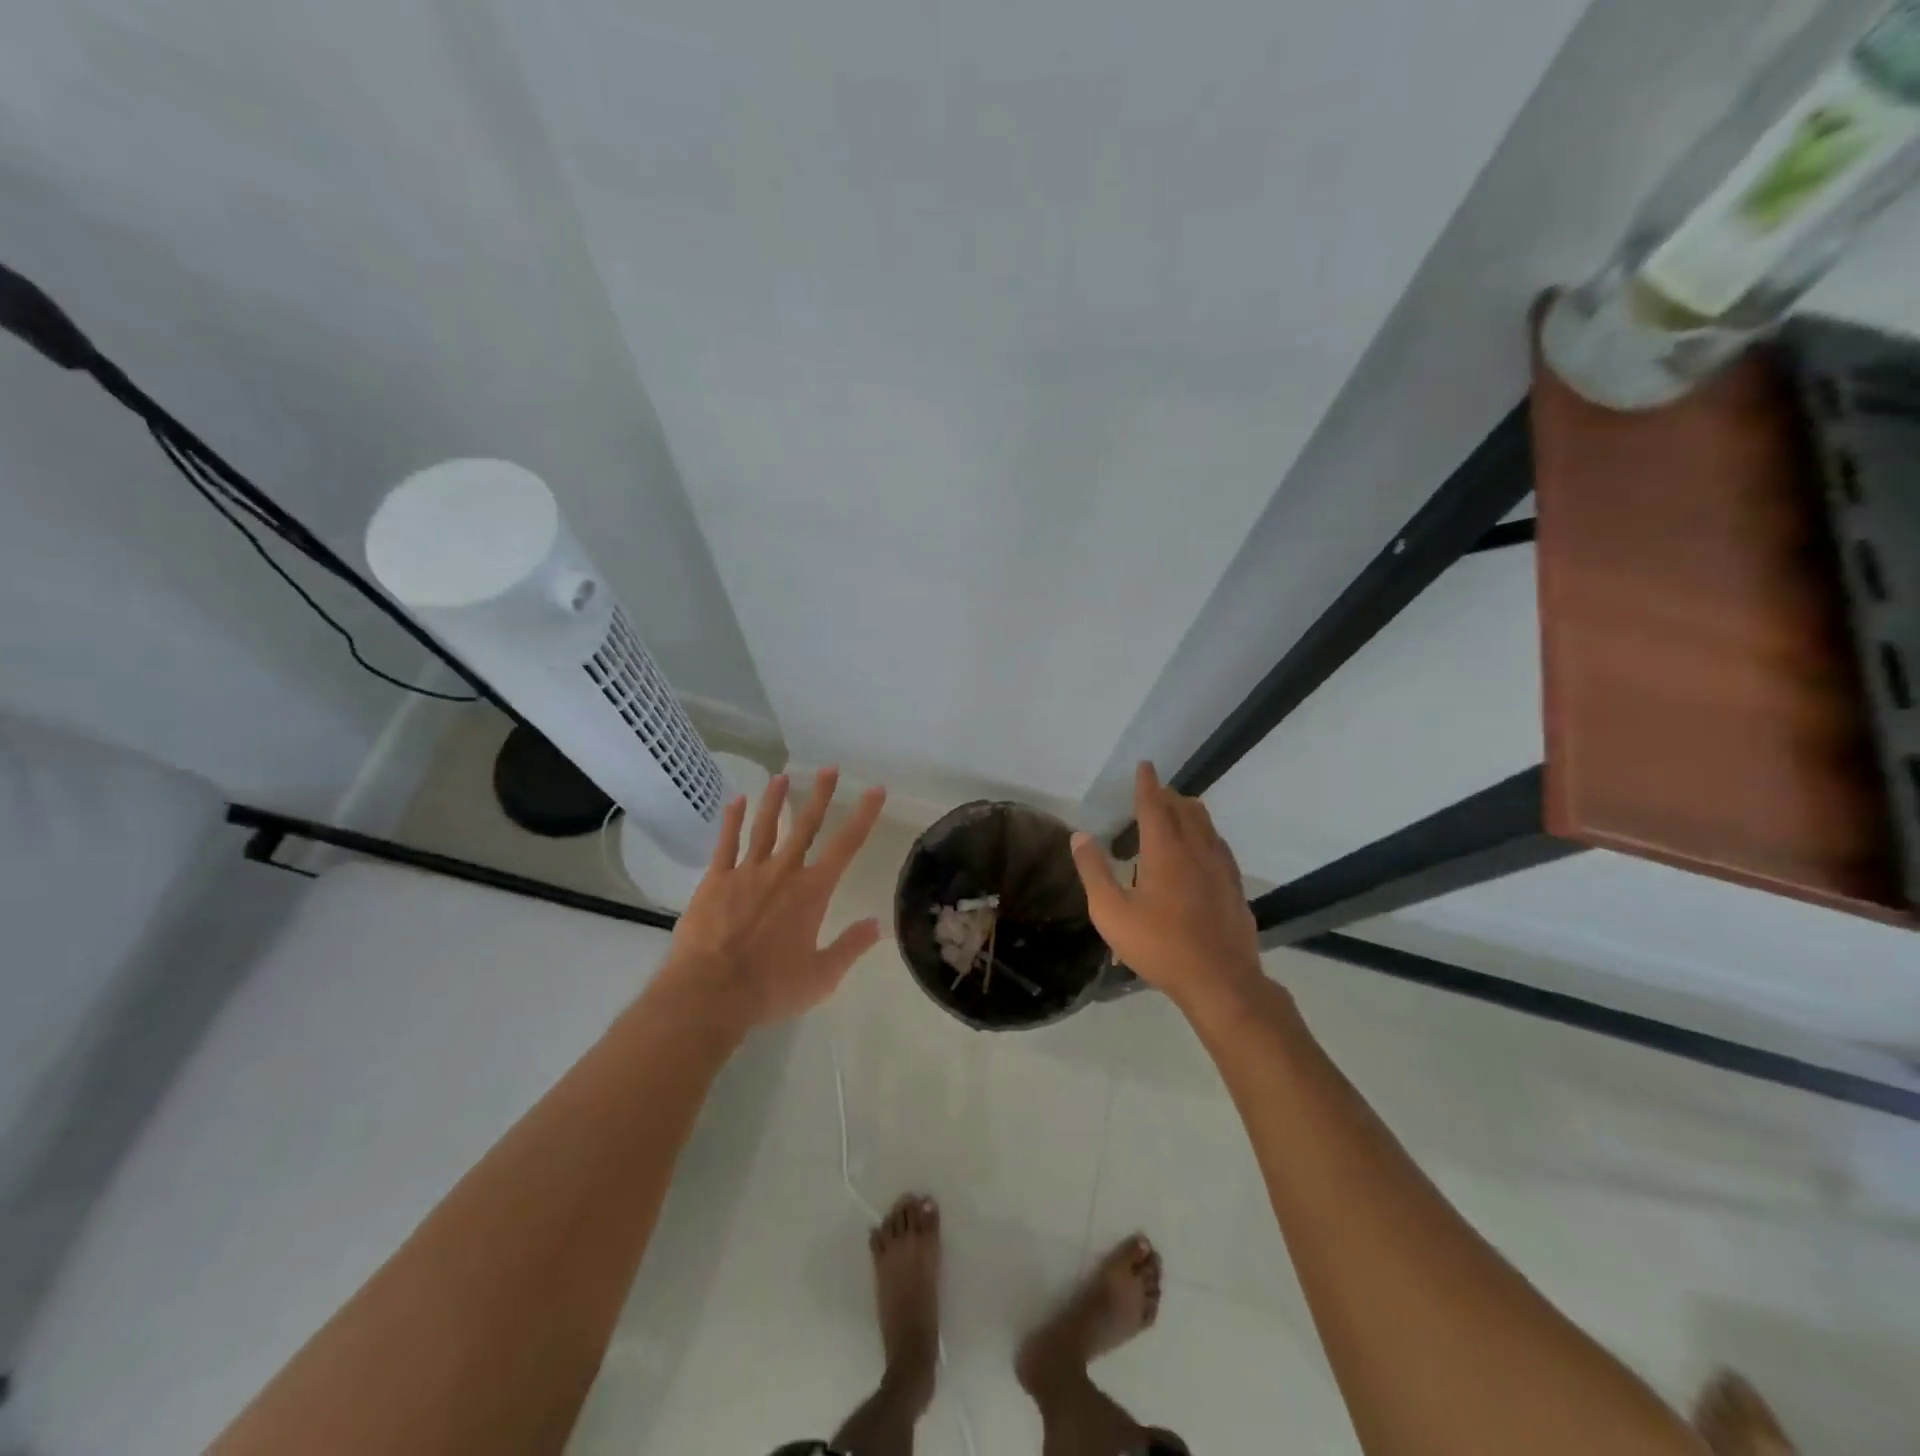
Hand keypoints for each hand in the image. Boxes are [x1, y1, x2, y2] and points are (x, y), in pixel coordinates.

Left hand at [658, 767, 887, 1032]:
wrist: (709, 993)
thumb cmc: (770, 988)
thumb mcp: (821, 977)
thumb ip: (851, 947)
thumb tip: (877, 924)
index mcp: (812, 892)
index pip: (846, 846)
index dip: (863, 815)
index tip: (875, 790)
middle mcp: (782, 872)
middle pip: (805, 826)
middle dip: (820, 795)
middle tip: (829, 768)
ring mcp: (746, 873)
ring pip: (764, 827)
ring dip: (775, 800)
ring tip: (781, 776)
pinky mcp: (715, 881)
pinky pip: (726, 843)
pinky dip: (732, 820)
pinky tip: (736, 801)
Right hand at [1070, 762, 1263, 1014]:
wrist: (1220, 980)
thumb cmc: (1159, 946)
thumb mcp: (1111, 912)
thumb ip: (1094, 871)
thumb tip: (1079, 836)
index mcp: (1165, 851)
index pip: (1154, 805)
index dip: (1147, 783)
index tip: (1145, 765)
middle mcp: (1196, 850)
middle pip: (1185, 809)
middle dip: (1168, 795)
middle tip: (1155, 792)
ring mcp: (1221, 868)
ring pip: (1207, 826)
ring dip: (1190, 812)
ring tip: (1178, 813)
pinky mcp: (1234, 887)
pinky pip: (1219, 847)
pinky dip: (1206, 836)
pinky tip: (1203, 851)